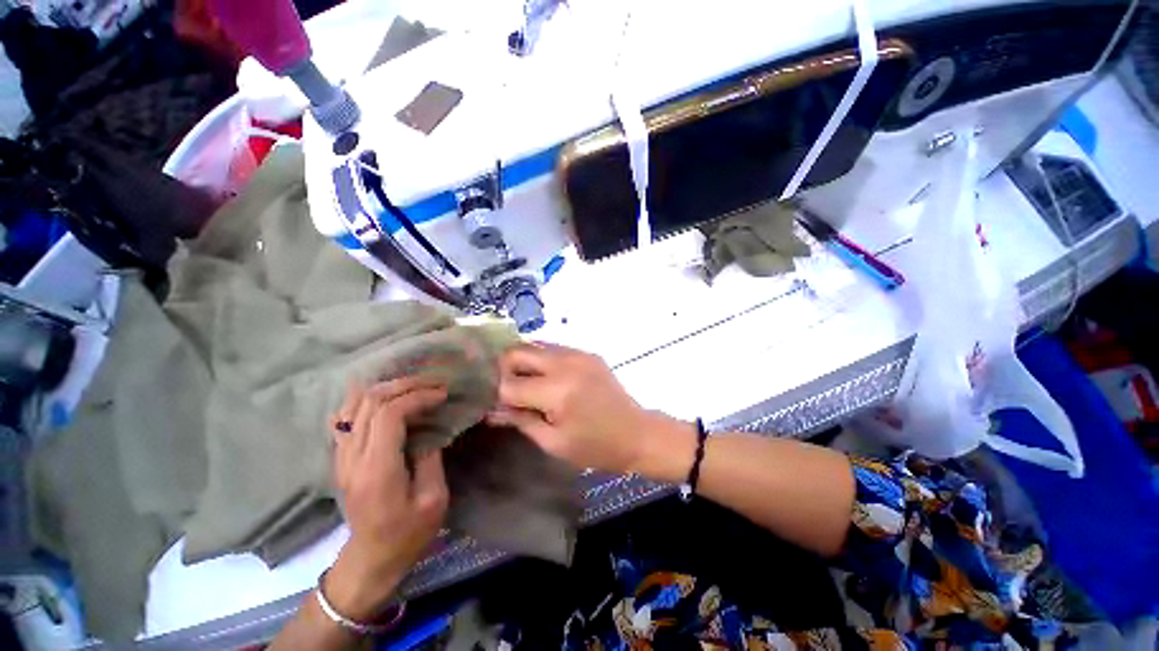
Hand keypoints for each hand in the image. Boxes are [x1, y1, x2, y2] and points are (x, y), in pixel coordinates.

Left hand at [325, 378, 449, 621]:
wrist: (371, 559)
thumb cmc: (408, 533)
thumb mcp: (434, 500)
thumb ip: (431, 458)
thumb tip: (431, 428)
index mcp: (378, 470)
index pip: (390, 415)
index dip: (418, 396)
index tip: (442, 394)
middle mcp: (353, 458)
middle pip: (371, 402)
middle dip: (406, 385)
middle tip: (433, 382)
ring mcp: (342, 457)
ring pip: (355, 404)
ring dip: (387, 387)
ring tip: (415, 384)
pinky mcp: (341, 458)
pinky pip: (346, 416)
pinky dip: (365, 398)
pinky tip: (384, 395)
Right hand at [489, 343, 694, 481]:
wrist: (637, 433)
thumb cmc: (596, 447)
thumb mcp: (554, 442)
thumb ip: (521, 420)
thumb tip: (492, 409)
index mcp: (557, 391)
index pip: (509, 383)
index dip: (497, 394)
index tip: (495, 404)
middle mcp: (566, 363)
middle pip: (518, 351)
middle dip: (504, 368)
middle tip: (505, 389)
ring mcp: (578, 353)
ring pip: (534, 345)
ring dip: (522, 362)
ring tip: (524, 383)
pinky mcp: (587, 352)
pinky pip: (554, 348)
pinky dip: (541, 360)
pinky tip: (546, 378)